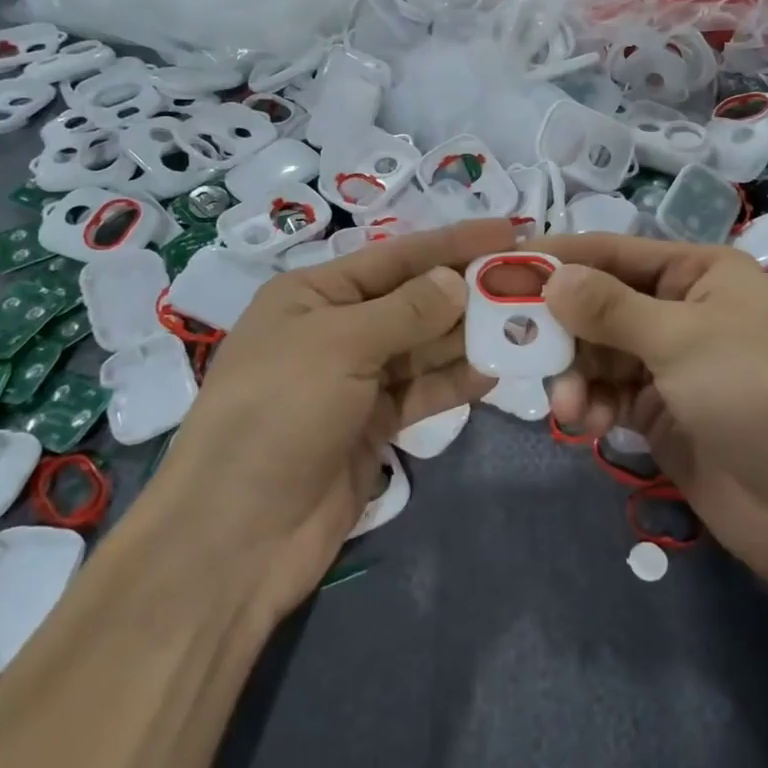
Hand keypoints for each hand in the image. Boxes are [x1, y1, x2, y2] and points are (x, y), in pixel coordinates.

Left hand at [157, 219, 515, 622]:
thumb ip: (406, 311)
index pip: (396, 257)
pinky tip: (496, 370)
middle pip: (413, 299)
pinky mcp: (372, 424)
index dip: (452, 242)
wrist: (237, 536)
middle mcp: (336, 329)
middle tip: (530, 281)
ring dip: (469, 335)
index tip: (508, 231)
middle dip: (466, 289)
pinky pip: (422, 390)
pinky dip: (455, 380)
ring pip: (423, 346)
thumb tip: (458, 281)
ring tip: (525, 322)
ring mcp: (355, 380)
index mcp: (313, 294)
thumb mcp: (340, 346)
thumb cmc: (278, 415)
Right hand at [541, 233, 767, 631]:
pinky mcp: (661, 415)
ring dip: (574, 373)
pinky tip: (580, 423)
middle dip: (562, 326)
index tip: (504, 267)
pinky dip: (589, 404)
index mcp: (701, 274)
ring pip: (599, 354)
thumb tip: (550, 278)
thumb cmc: (756, 393)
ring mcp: (671, 366)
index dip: (561, 258)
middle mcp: (683, 312)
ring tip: (563, 403)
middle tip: (511, 340)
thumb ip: (610, 308)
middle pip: (602, 305)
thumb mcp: (682, 338)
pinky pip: (609, 396)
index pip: (616, 253)